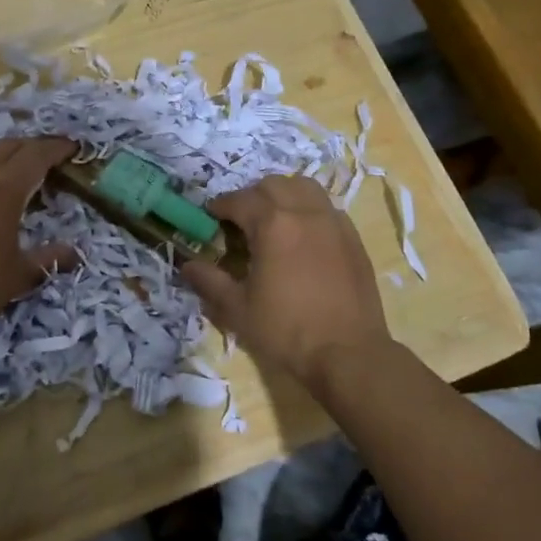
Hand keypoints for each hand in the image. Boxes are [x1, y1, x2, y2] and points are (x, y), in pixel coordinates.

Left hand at [0, 137, 79, 328]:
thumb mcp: (20, 274)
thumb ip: (50, 259)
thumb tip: (75, 253)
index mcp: (6, 186)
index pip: (37, 154)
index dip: (58, 147)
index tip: (74, 147)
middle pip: (11, 145)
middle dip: (34, 146)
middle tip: (52, 157)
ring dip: (9, 154)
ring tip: (23, 171)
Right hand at [182, 175, 391, 393]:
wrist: (348, 354)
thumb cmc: (287, 331)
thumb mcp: (238, 309)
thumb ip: (210, 281)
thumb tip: (187, 265)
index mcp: (273, 224)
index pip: (239, 200)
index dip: (220, 206)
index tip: (210, 217)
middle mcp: (304, 213)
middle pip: (273, 185)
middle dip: (251, 196)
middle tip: (241, 221)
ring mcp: (333, 222)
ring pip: (304, 188)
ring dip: (284, 195)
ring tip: (274, 220)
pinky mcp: (353, 238)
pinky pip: (327, 208)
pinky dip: (309, 210)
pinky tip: (303, 236)